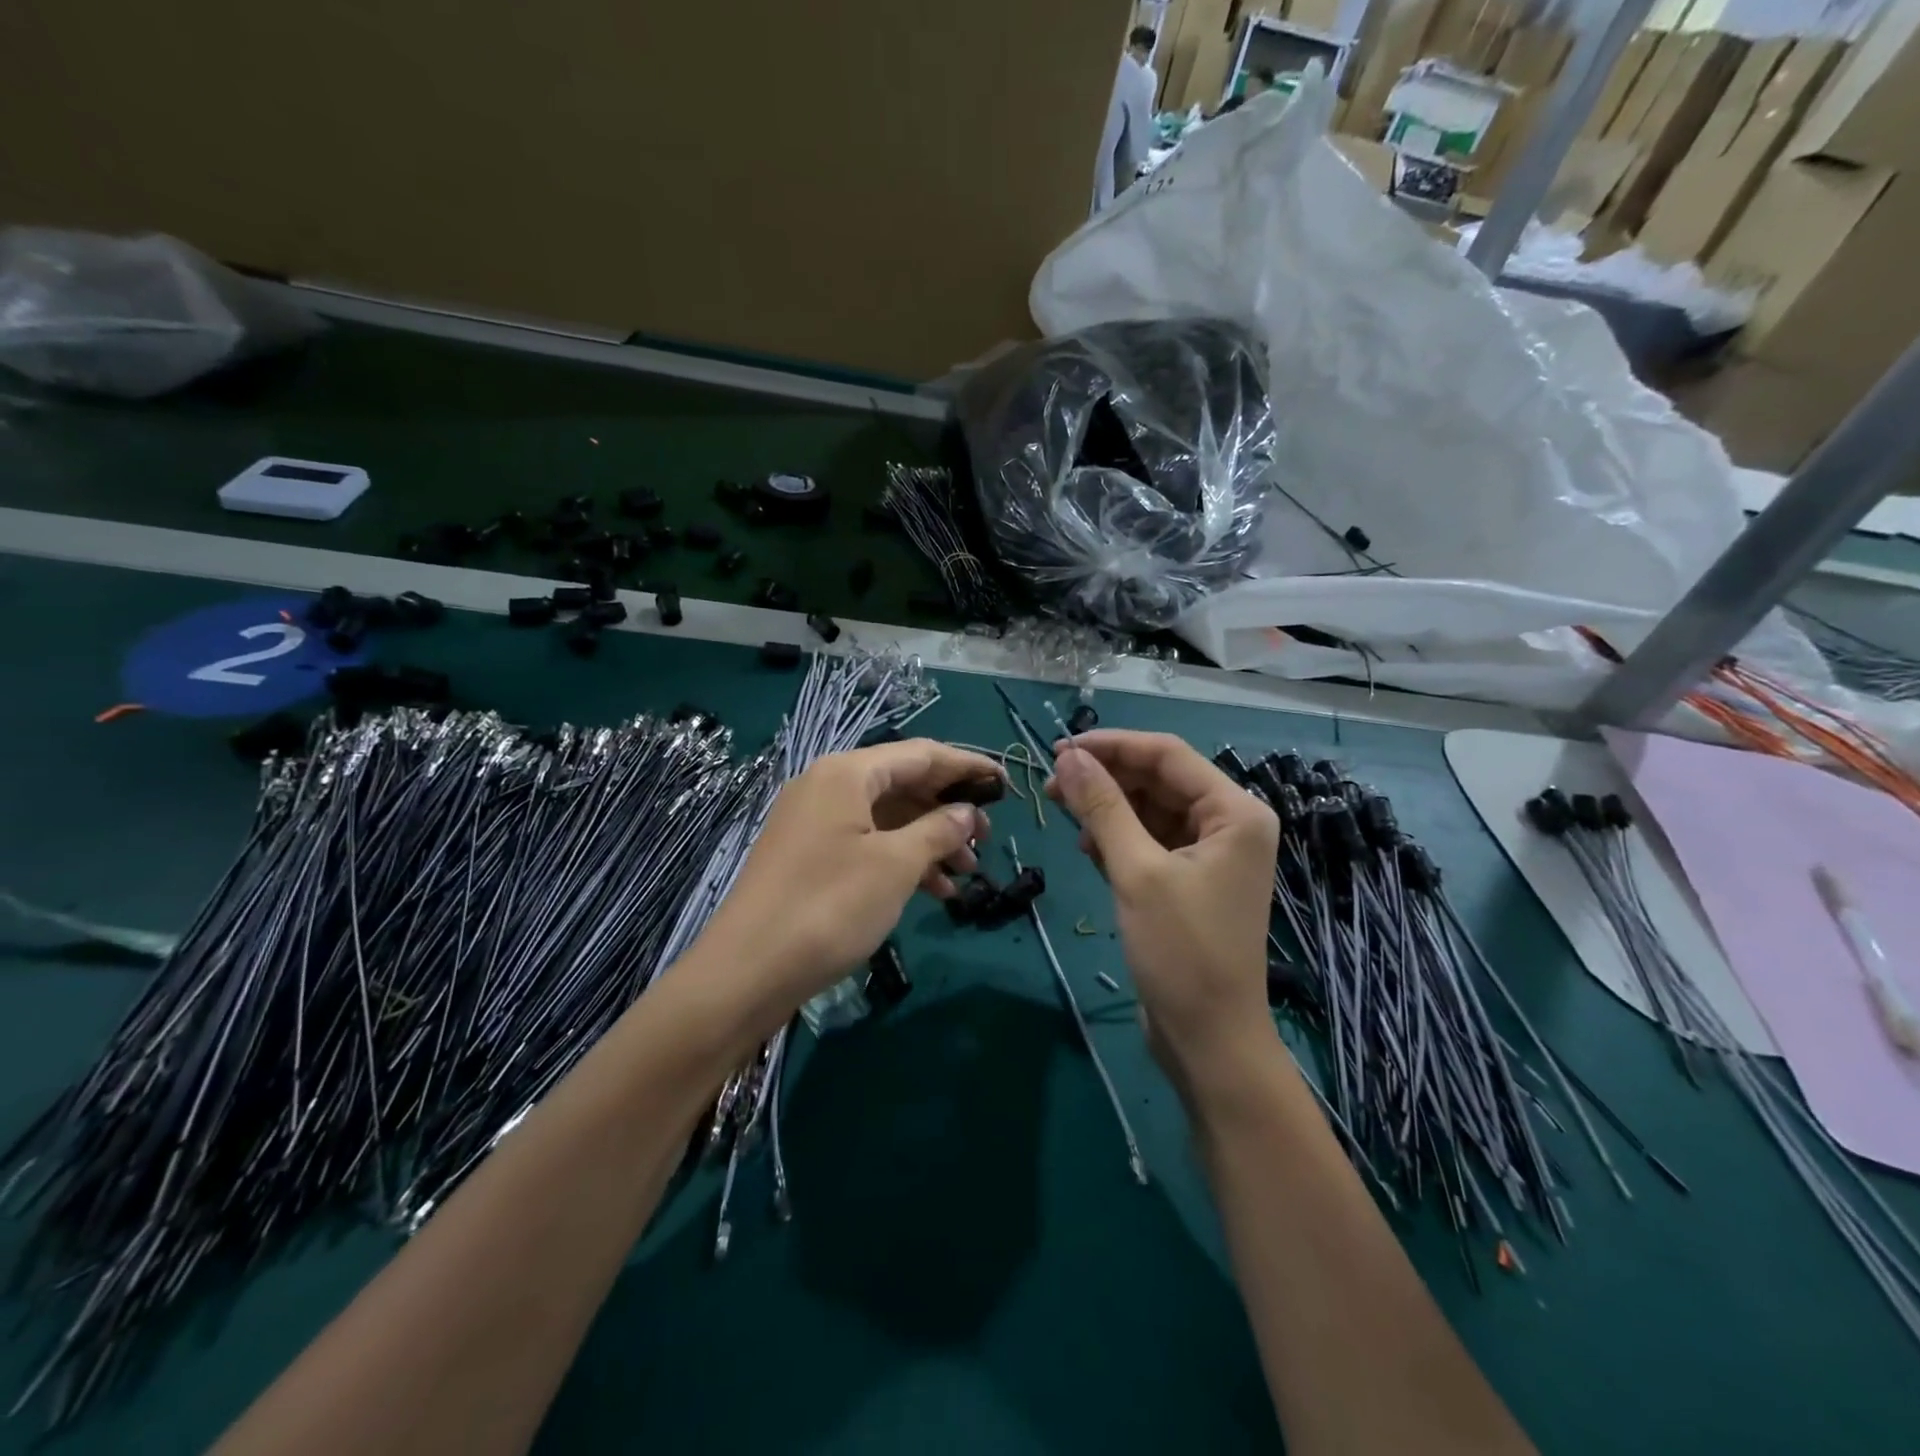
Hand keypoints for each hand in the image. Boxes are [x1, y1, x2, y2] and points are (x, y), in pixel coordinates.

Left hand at [695, 739, 999, 1019]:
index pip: (920, 755)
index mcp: (847, 773)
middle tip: (987, 838)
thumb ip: (938, 831)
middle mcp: (828, 786)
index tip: (1004, 782)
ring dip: (929, 841)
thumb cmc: (829, 907)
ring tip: (968, 872)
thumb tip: (966, 814)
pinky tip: (933, 891)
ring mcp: (814, 822)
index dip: (966, 766)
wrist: (747, 971)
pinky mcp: (808, 856)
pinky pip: (866, 843)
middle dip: (948, 810)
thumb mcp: (895, 866)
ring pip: (886, 818)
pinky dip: (901, 860)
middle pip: (902, 784)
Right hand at [1045, 730, 1279, 1087]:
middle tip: (1051, 784)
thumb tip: (1069, 757)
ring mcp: (1209, 853)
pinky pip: (1149, 840)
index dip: (1112, 746)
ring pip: (1149, 809)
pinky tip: (1087, 848)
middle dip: (1105, 778)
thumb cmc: (1182, 952)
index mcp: (1235, 812)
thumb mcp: (1137, 872)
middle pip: (1158, 779)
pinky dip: (1117, 839)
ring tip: (1062, 812)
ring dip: (1107, 808)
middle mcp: (1228, 823)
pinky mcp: (1189, 880)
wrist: (1209, 1039)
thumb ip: (1103, 808)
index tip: (1060, 749)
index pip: (1167, 755)